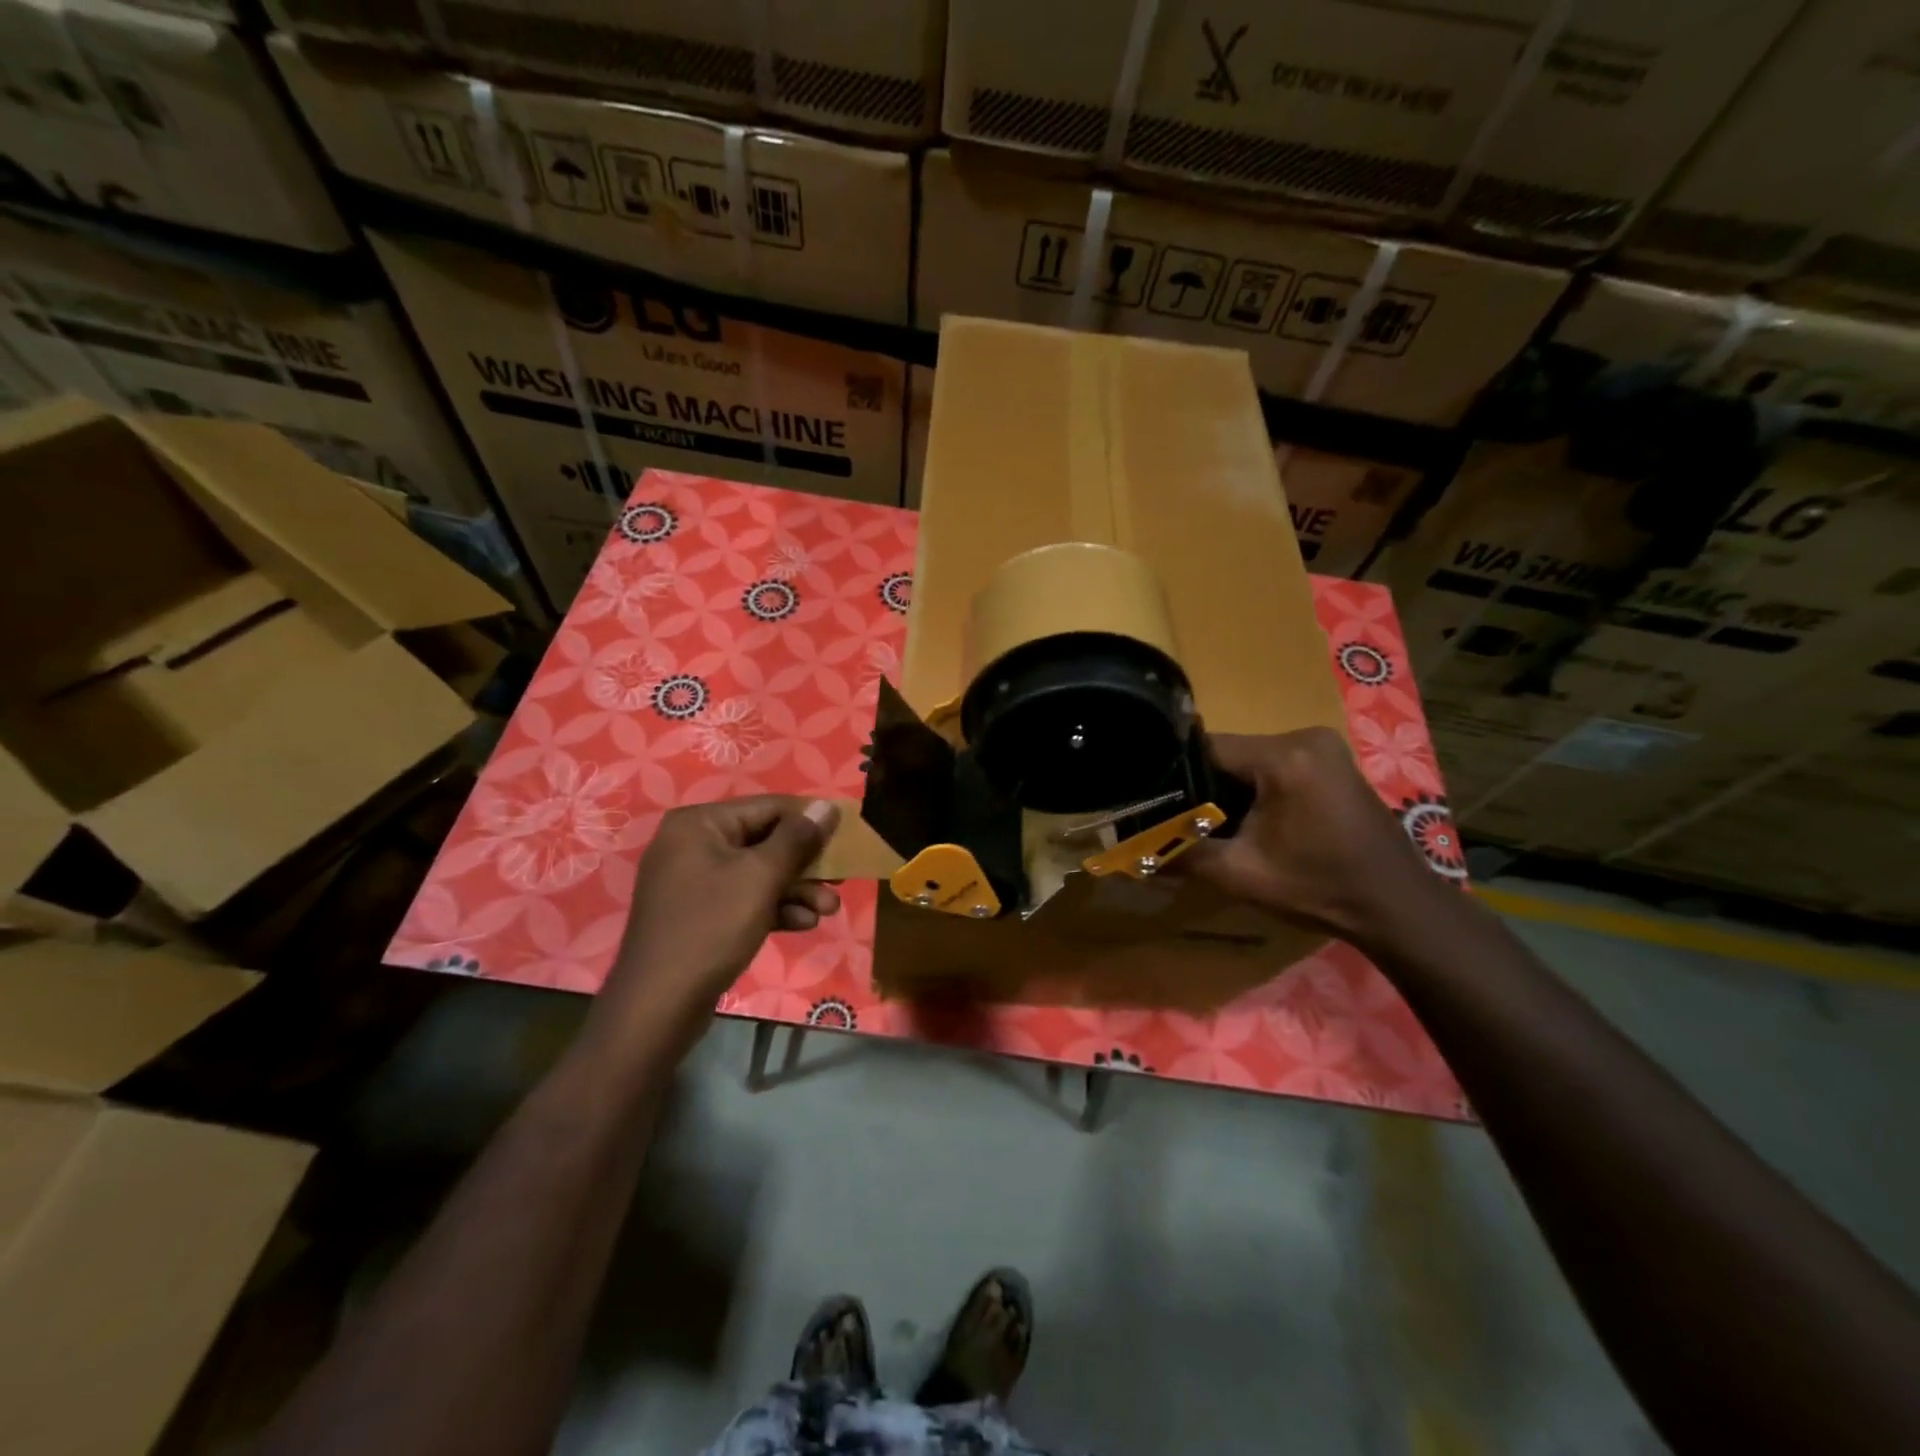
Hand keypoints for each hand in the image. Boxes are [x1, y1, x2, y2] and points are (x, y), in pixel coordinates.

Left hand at [606, 796, 840, 1024]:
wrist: (659, 1006)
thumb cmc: (712, 927)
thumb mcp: (761, 877)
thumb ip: (798, 838)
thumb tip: (827, 805)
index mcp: (699, 824)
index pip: (768, 807)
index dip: (810, 820)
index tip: (846, 835)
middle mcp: (693, 844)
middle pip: (764, 841)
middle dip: (805, 864)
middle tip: (841, 879)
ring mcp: (693, 881)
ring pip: (758, 873)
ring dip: (797, 890)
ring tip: (829, 910)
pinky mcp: (700, 914)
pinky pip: (744, 899)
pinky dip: (774, 908)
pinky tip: (804, 924)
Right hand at [1185, 728, 1449, 944]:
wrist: (1397, 907)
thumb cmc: (1318, 887)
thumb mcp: (1240, 874)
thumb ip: (1183, 856)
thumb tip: (1134, 858)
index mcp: (1283, 756)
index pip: (1206, 749)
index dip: (1177, 777)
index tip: (1159, 805)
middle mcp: (1304, 737)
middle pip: (1229, 753)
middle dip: (1205, 787)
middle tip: (1186, 822)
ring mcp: (1324, 747)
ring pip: (1251, 760)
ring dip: (1231, 789)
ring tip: (1216, 824)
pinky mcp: (1333, 762)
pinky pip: (1276, 765)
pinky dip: (1258, 788)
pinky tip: (1253, 821)